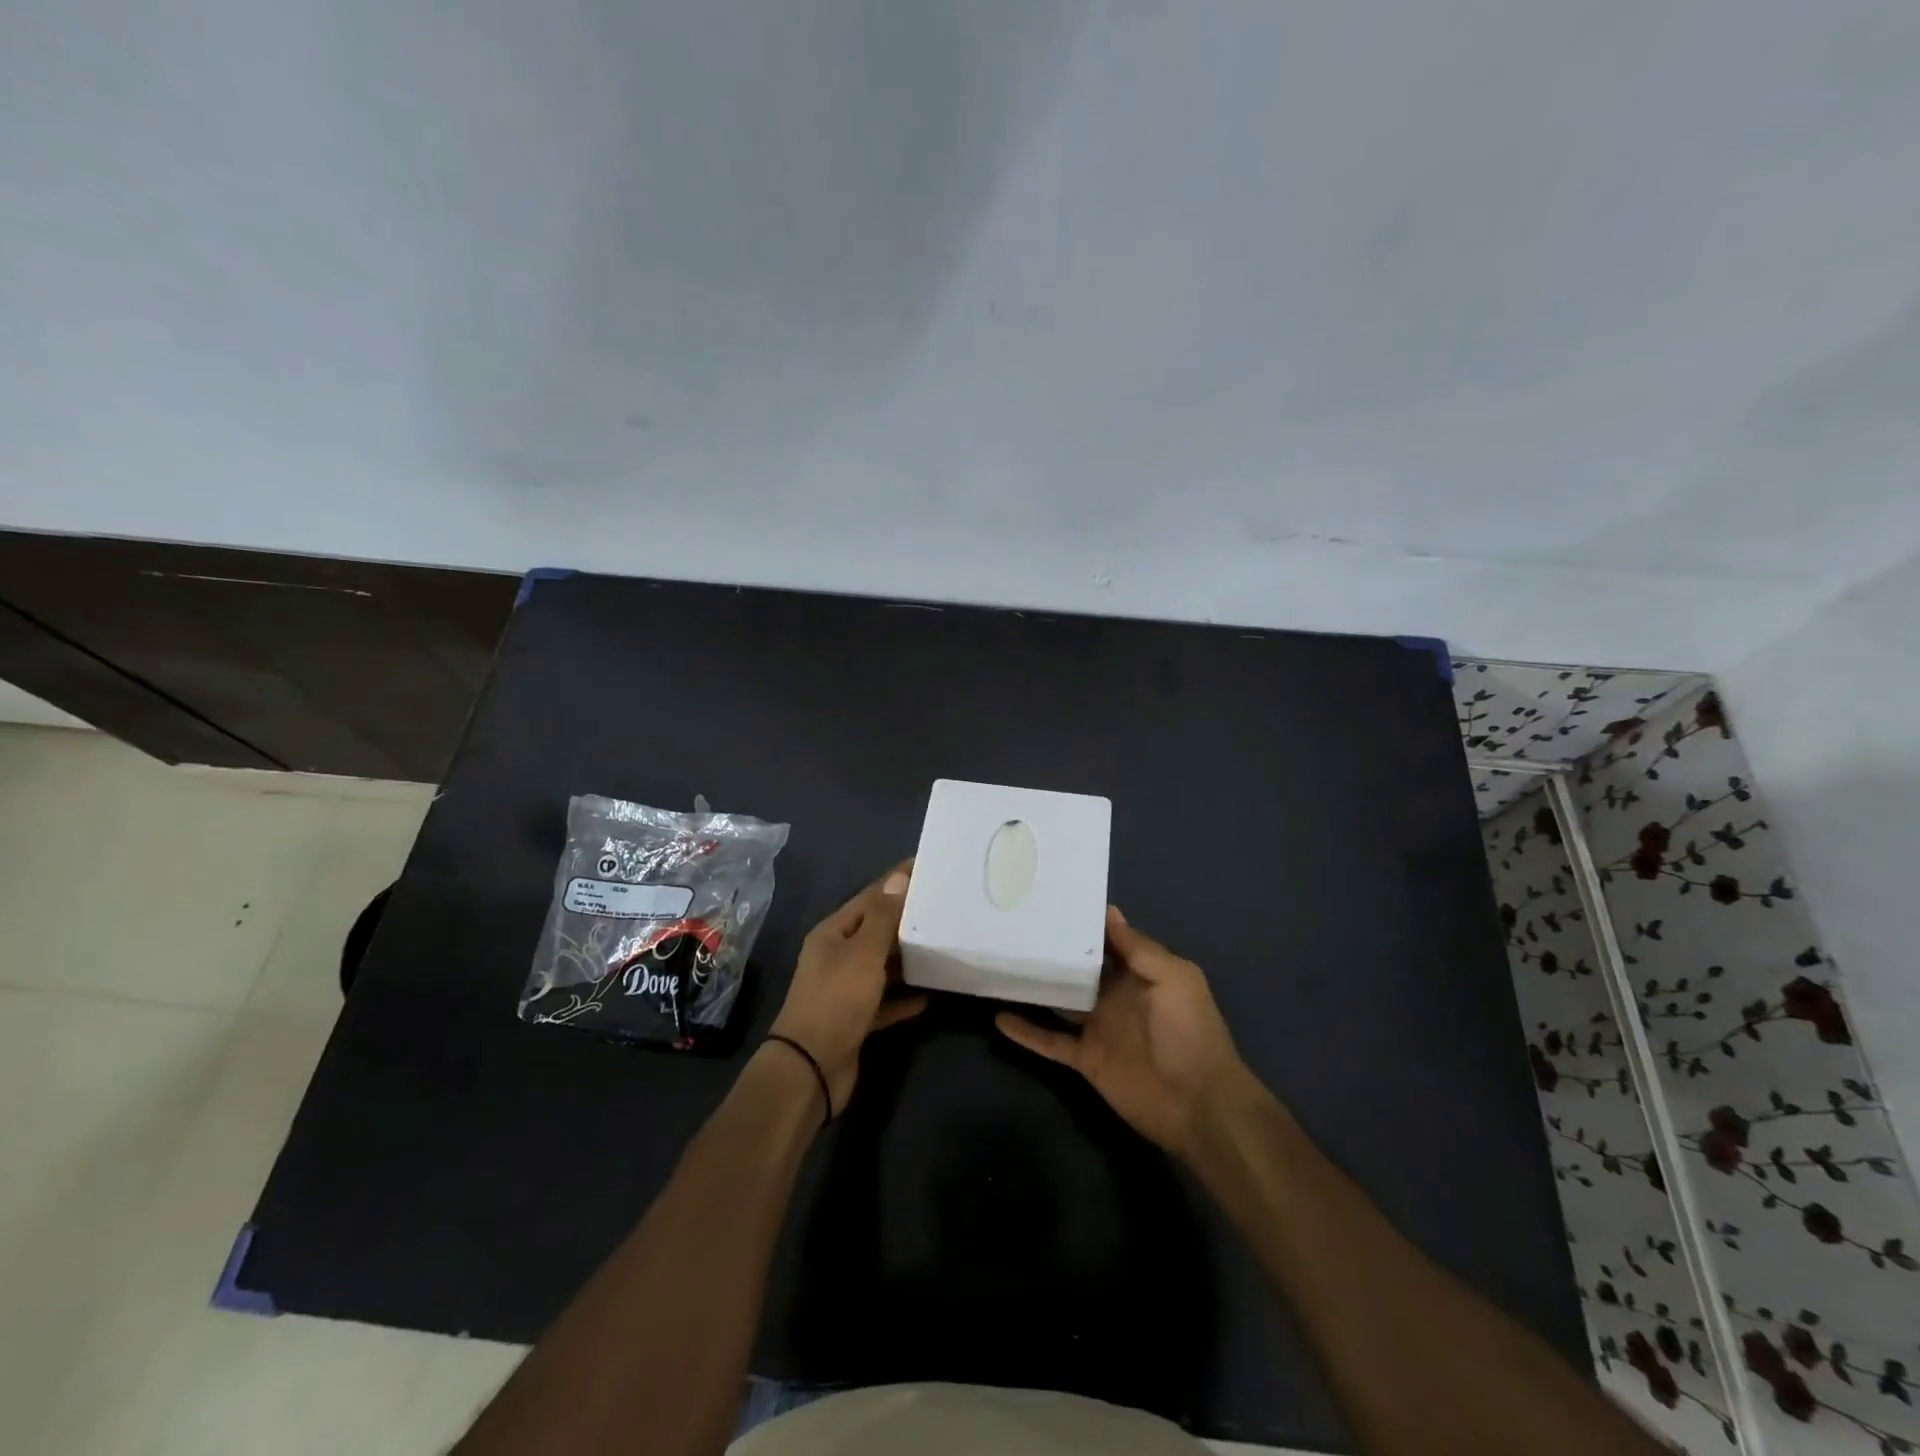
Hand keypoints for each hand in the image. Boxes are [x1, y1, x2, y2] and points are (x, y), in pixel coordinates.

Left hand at [769, 862, 926, 1117]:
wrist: (810, 1069)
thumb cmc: (836, 1001)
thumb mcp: (863, 954)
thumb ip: (882, 918)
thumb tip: (898, 877)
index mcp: (833, 934)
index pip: (869, 898)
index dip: (896, 882)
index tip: (926, 867)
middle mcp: (837, 957)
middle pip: (875, 931)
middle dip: (905, 920)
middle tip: (943, 907)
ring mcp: (845, 990)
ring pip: (881, 966)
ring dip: (906, 959)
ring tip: (941, 946)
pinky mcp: (855, 1020)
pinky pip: (884, 1001)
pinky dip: (903, 998)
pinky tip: (929, 995)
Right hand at [995, 906, 1257, 1160]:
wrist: (1199, 1105)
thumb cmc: (1190, 1032)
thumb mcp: (1175, 979)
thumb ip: (1139, 949)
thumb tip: (1109, 911)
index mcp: (1138, 974)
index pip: (1105, 942)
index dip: (1082, 924)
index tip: (1050, 902)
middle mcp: (1113, 996)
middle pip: (1076, 970)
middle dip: (1052, 951)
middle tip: (1013, 927)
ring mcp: (1097, 1028)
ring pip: (1058, 1001)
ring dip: (1033, 988)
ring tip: (998, 965)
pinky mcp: (1084, 1059)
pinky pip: (1049, 1041)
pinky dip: (1026, 1032)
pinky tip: (998, 1018)